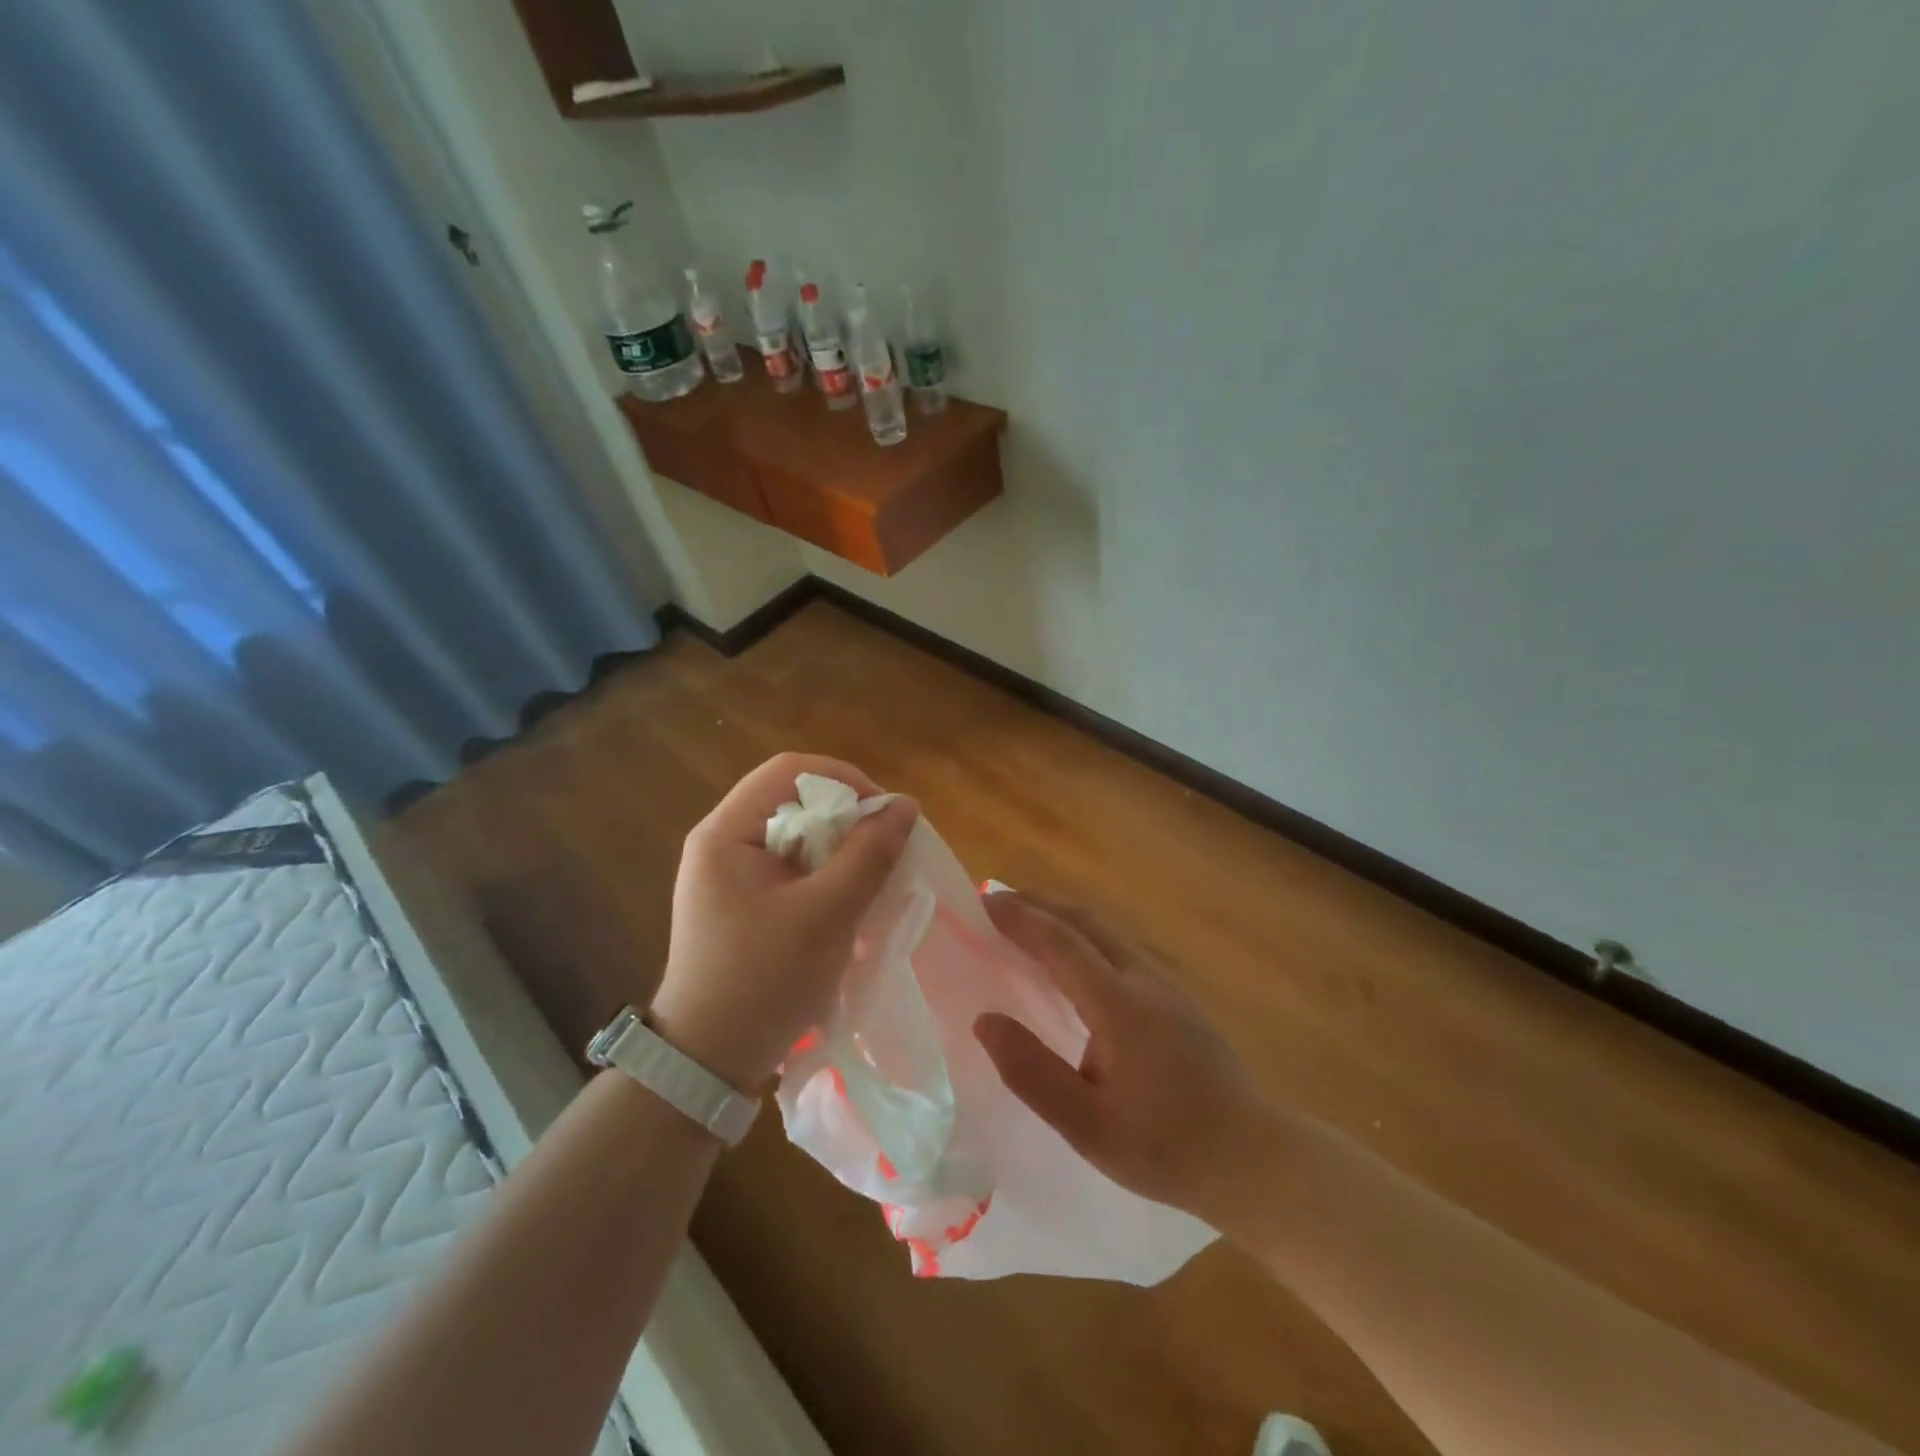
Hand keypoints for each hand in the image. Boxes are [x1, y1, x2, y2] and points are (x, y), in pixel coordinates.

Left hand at [649, 754, 917, 1089]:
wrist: (707, 1062)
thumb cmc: (764, 981)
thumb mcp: (827, 915)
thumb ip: (869, 855)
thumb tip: (906, 805)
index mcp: (725, 832)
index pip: (789, 770)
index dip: (844, 779)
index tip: (884, 814)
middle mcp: (721, 842)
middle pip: (793, 800)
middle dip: (845, 818)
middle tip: (883, 850)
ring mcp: (728, 874)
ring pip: (796, 835)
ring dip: (838, 849)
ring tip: (871, 878)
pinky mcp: (740, 902)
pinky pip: (790, 867)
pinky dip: (823, 874)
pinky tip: (847, 902)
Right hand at [974, 893, 1279, 1225]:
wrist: (1254, 1159)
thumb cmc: (1166, 1148)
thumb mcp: (1088, 1127)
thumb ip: (1032, 1073)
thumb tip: (984, 1021)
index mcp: (1119, 1005)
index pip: (1061, 943)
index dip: (1021, 918)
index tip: (983, 902)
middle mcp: (1144, 980)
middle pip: (1087, 922)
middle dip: (1040, 905)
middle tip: (998, 904)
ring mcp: (1166, 987)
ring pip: (1107, 932)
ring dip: (1064, 919)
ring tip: (1028, 926)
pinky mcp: (1178, 1001)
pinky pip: (1121, 950)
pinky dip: (1085, 939)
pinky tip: (1075, 966)